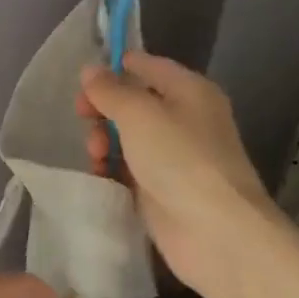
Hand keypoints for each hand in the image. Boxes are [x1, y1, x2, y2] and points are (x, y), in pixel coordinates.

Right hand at [76, 52, 280, 297]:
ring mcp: (173, 156)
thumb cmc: (180, 159)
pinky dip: (112, 168)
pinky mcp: (161, 189)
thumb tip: (90, 71)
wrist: (215, 231)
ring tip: (97, 156)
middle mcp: (184, 118)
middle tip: (83, 119)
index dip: (114, 68)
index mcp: (189, 90)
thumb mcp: (139, 114)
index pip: (146, 65)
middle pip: (133, 102)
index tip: (83, 82)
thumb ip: (111, 90)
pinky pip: (128, 168)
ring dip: (104, 140)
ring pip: (127, 136)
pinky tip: (101, 175)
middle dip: (103, 109)